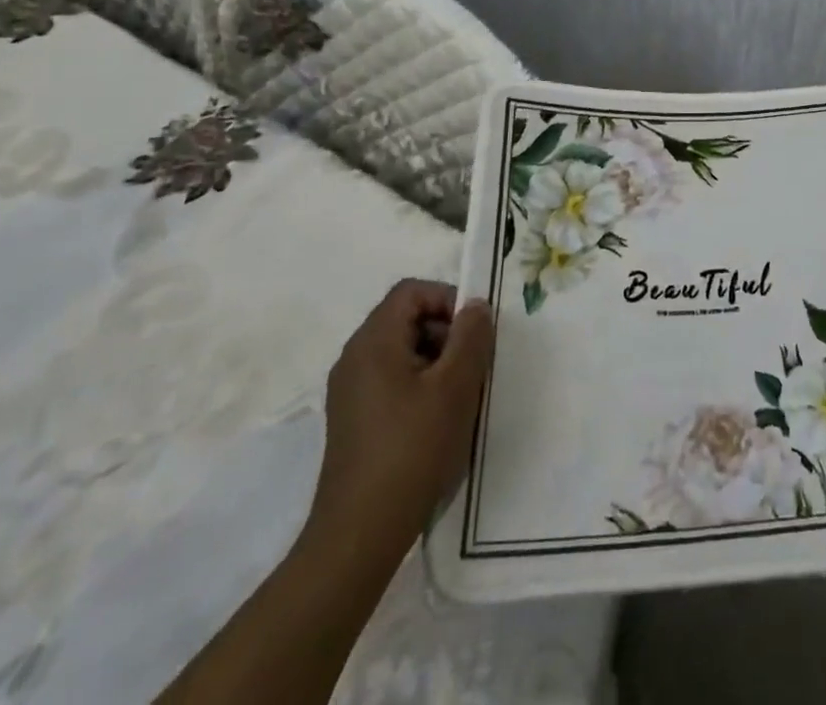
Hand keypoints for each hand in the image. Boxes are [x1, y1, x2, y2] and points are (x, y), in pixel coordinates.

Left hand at [303, 280, 493, 566]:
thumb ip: (471, 336)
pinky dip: (419, 385)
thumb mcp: (455, 386)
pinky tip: (438, 420)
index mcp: (373, 342)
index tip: (473, 331)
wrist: (359, 534)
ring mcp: (350, 391)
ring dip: (436, 360)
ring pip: (402, 351)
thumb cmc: (412, 449)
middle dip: (446, 332)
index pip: (411, 291)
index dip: (447, 298)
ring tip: (459, 396)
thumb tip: (475, 306)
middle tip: (472, 365)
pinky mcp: (353, 419)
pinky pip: (391, 379)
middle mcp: (355, 358)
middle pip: (406, 318)